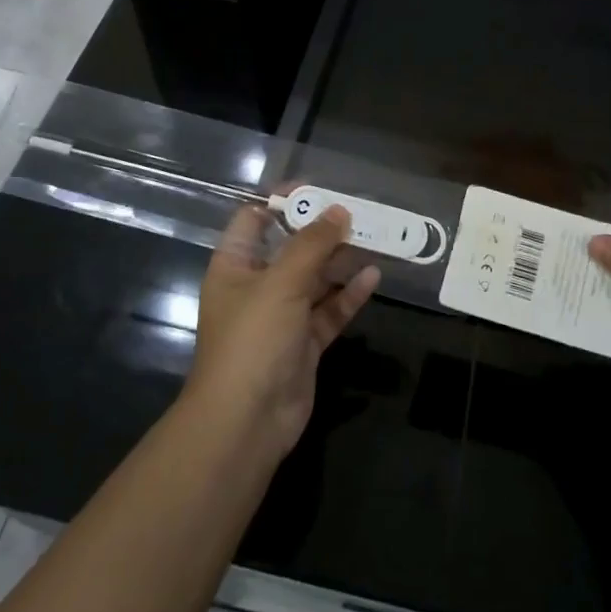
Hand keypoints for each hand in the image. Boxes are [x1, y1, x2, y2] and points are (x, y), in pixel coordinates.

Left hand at [185, 204, 380, 464]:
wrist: (246, 422)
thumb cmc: (253, 339)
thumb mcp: (281, 282)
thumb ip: (312, 244)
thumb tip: (338, 210)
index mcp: (235, 266)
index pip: (255, 220)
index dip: (283, 202)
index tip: (319, 189)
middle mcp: (257, 286)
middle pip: (292, 248)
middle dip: (323, 231)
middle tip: (360, 212)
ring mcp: (282, 316)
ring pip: (315, 279)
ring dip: (341, 261)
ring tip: (375, 238)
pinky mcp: (304, 343)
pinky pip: (329, 310)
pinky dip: (349, 295)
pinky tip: (373, 277)